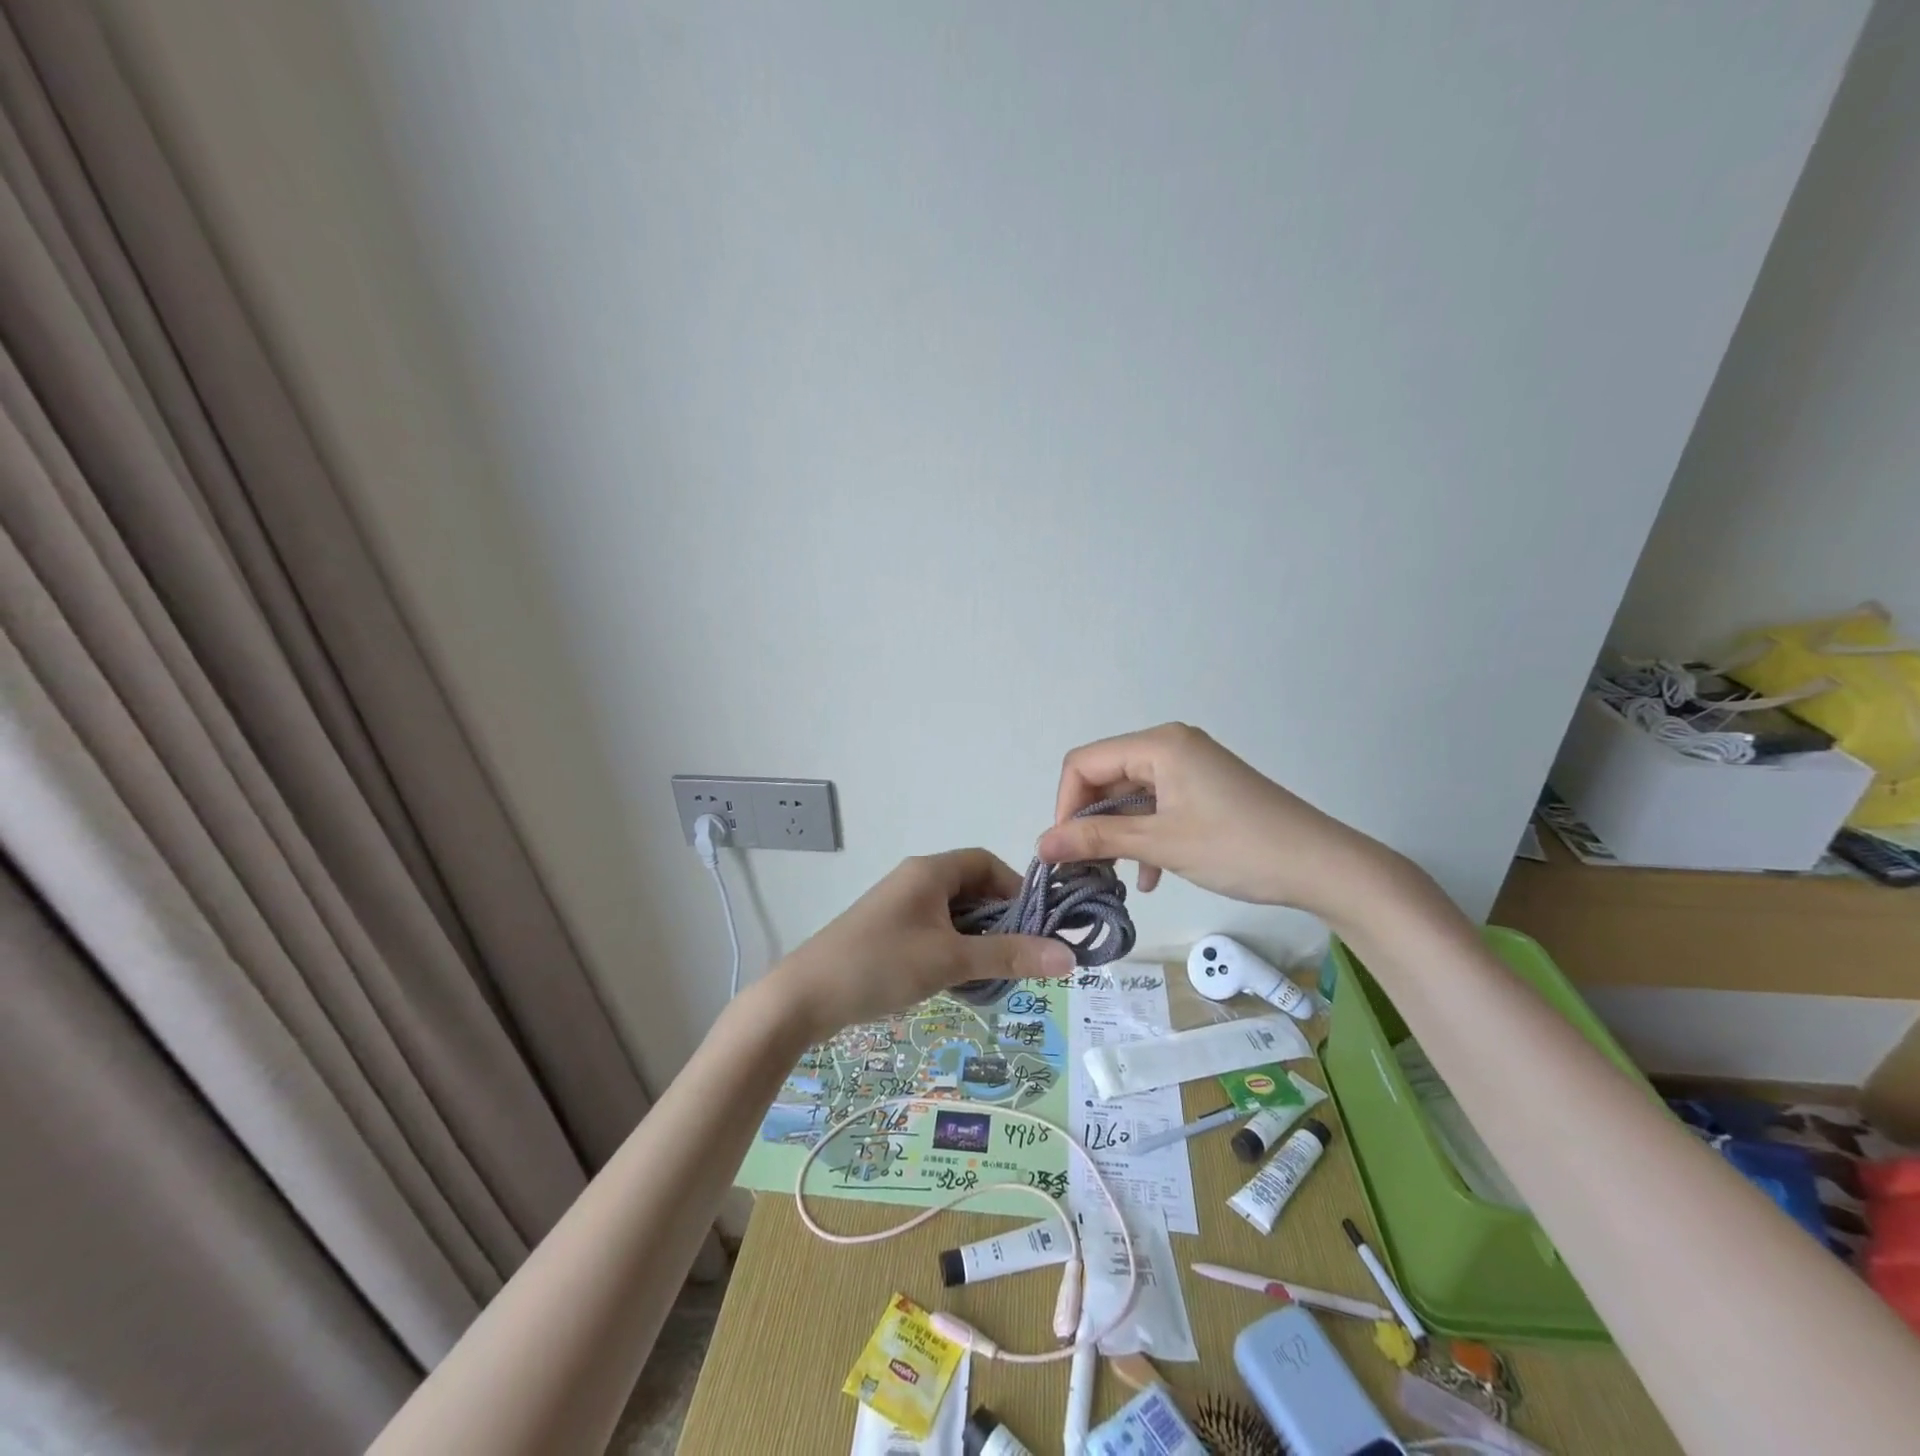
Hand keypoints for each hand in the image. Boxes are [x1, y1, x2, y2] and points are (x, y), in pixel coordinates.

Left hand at [767, 849, 1075, 1040]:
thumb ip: (1008, 956)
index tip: (1034, 927)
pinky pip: (933, 931)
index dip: (1014, 890)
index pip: (985, 863)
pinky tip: (959, 982)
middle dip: (999, 921)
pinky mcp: (887, 932)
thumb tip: (1069, 956)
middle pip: (971, 889)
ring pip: (953, 914)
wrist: (803, 997)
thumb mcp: (950, 961)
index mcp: (930, 871)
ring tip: (993, 975)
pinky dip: (953, 950)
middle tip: (1020, 957)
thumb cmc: (881, 965)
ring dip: (976, 940)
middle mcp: (915, 880)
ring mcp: (898, 907)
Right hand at [1035, 723, 1413, 925]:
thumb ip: (1097, 840)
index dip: (1065, 805)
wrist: (1322, 866)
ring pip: (1130, 796)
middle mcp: (1170, 746)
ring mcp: (1190, 767)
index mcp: (1158, 745)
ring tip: (1111, 876)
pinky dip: (1145, 836)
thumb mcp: (1161, 844)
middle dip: (1090, 822)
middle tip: (1082, 866)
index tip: (1063, 849)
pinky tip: (1148, 876)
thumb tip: (1040, 845)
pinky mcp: (1204, 789)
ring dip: (1116, 833)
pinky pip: (1157, 806)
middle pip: (1106, 777)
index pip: (1084, 763)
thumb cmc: (1238, 848)